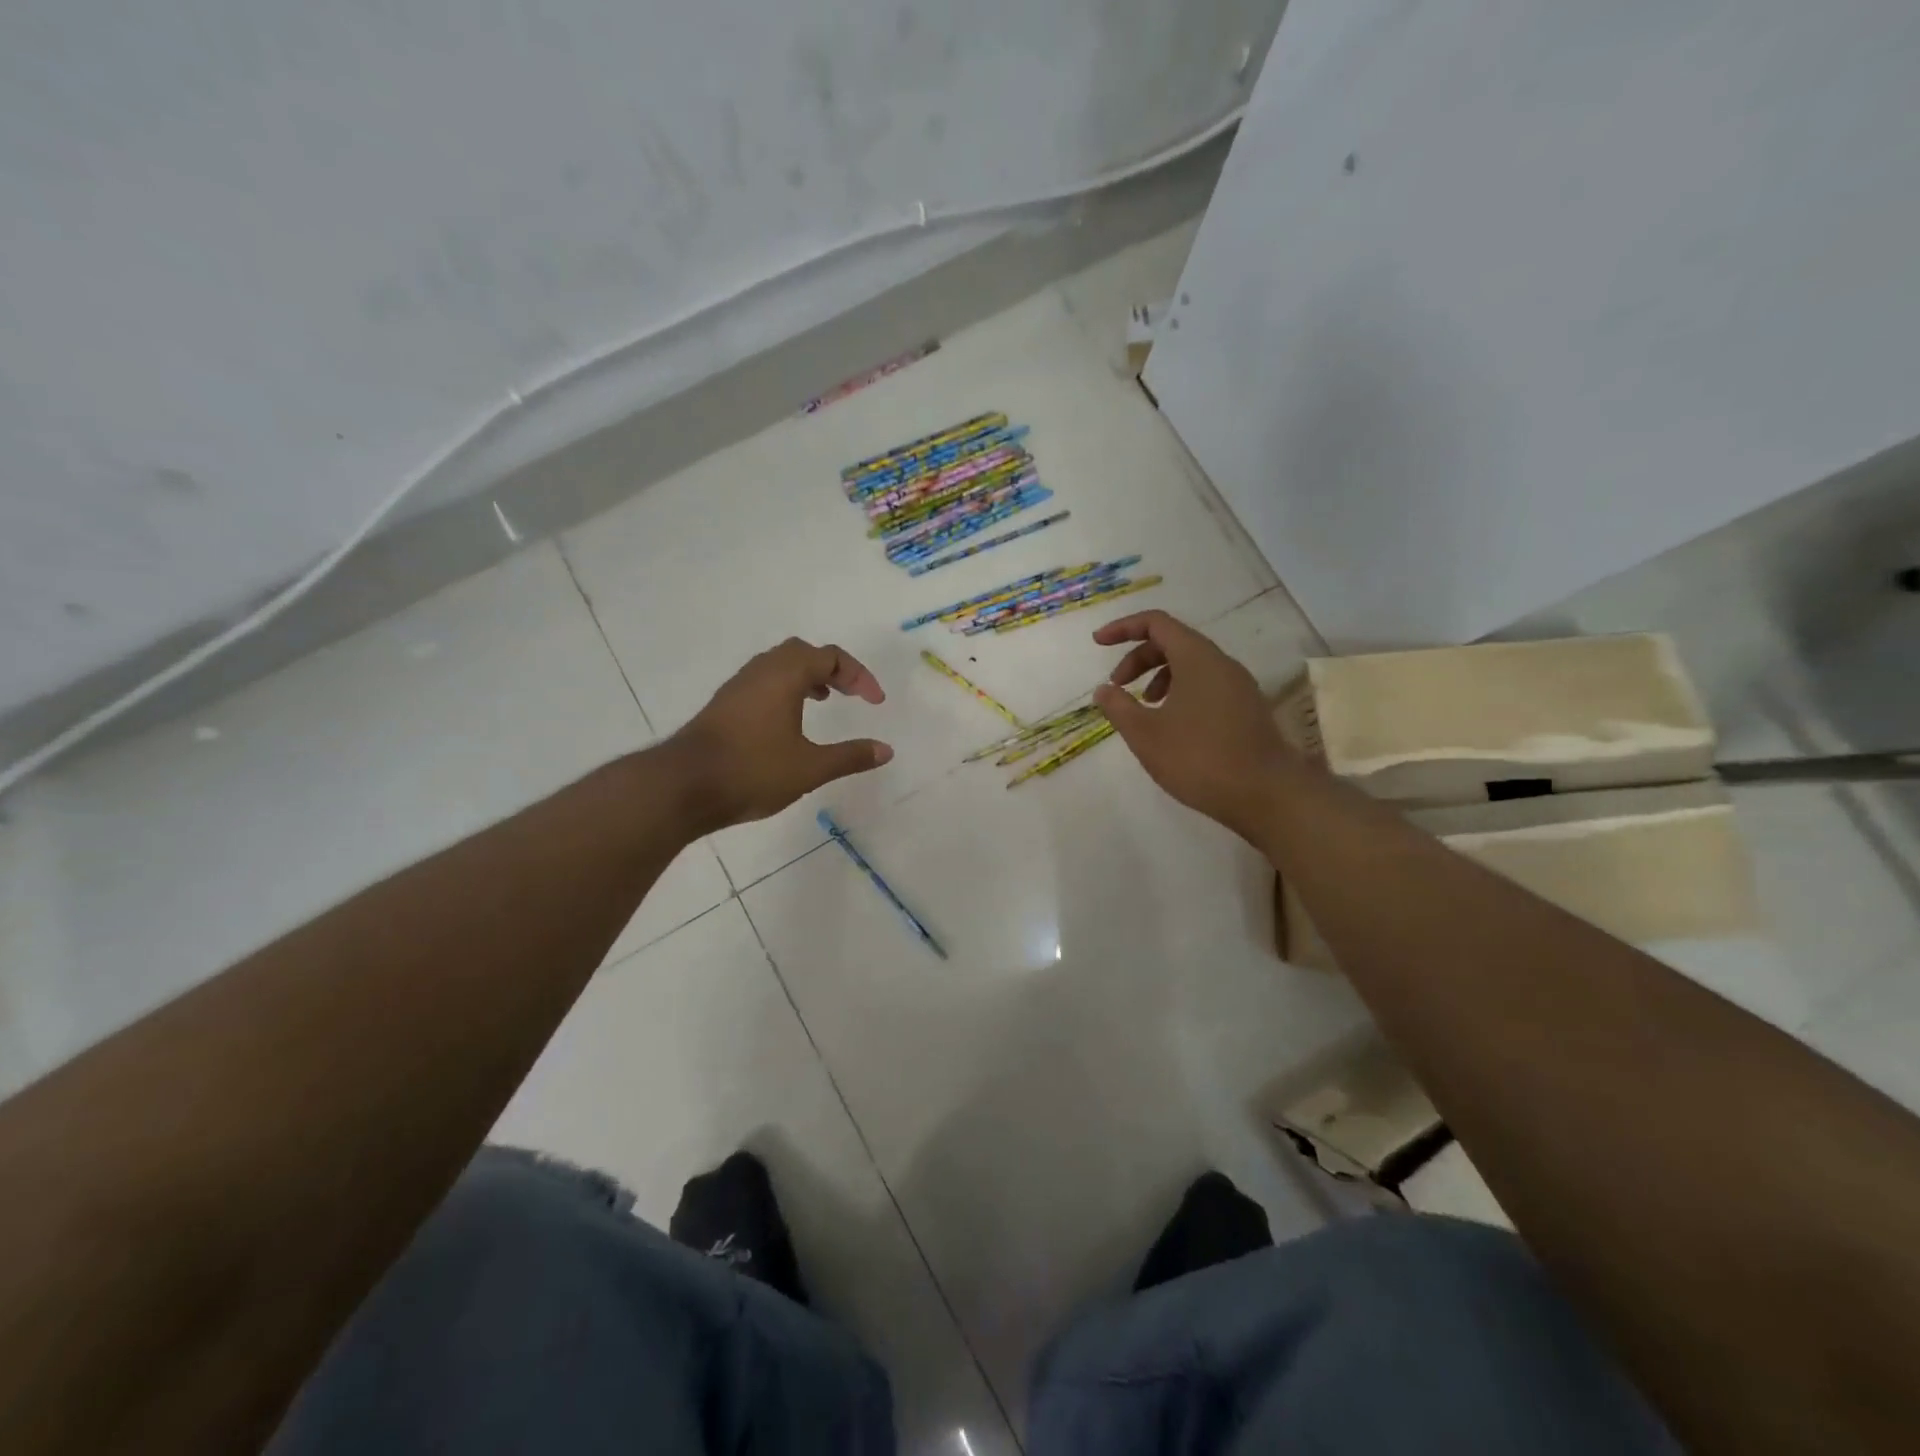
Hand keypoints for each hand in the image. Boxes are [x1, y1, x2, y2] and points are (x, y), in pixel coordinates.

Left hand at [669, 639, 892, 831]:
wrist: (683, 786)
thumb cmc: (752, 771)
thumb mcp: (810, 768)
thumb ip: (850, 757)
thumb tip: (886, 750)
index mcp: (785, 675)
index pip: (831, 657)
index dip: (859, 676)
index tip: (875, 703)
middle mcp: (761, 671)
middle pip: (803, 652)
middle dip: (832, 668)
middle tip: (850, 694)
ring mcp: (738, 687)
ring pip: (779, 665)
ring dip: (806, 677)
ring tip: (824, 701)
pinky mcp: (724, 705)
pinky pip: (763, 681)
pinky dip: (785, 689)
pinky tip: (788, 722)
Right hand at [1092, 611, 1295, 841]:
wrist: (1267, 795)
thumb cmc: (1199, 759)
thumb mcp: (1145, 734)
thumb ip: (1119, 707)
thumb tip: (1104, 690)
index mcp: (1197, 658)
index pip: (1156, 623)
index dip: (1123, 628)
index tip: (1098, 643)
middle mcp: (1221, 663)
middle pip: (1173, 642)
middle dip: (1138, 658)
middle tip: (1117, 688)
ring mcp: (1239, 686)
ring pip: (1191, 665)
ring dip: (1159, 677)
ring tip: (1144, 710)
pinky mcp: (1246, 709)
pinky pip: (1206, 685)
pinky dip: (1180, 693)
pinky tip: (1171, 727)